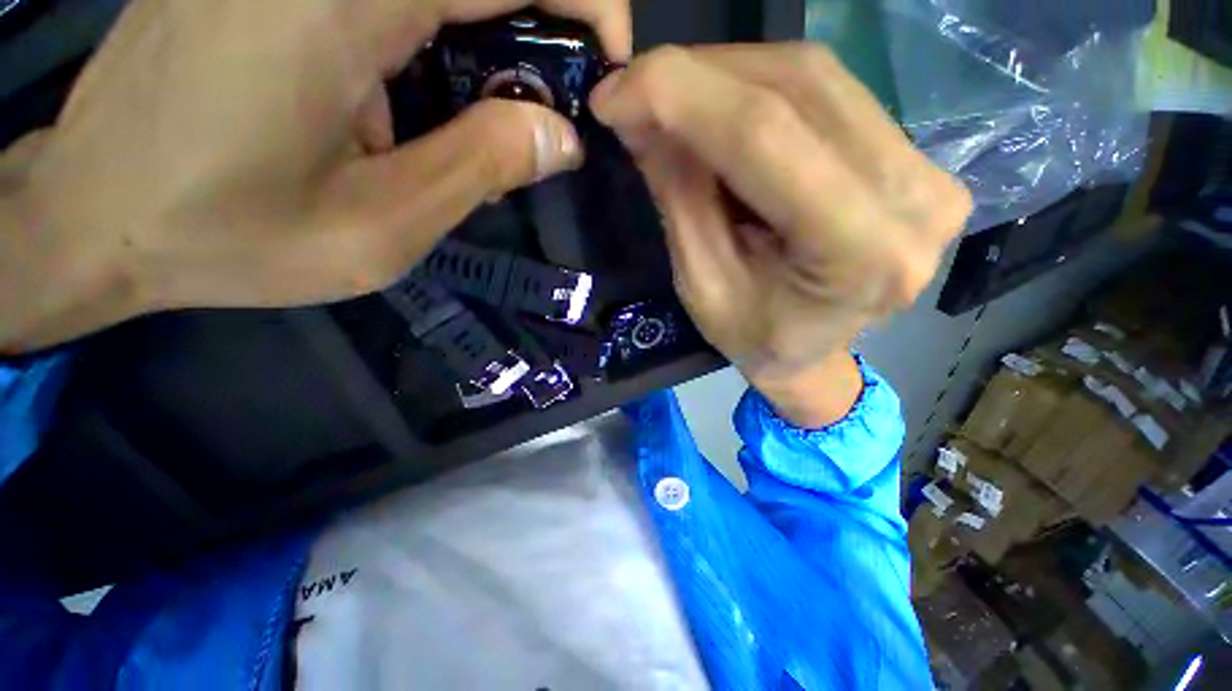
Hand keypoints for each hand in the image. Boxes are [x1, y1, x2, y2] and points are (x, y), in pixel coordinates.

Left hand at [0, 0, 629, 353]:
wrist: (95, 215)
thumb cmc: (226, 235)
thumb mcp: (379, 228)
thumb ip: (482, 169)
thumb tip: (561, 137)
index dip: (587, 2)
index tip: (608, 67)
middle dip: (540, 30)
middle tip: (549, 112)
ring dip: (487, 45)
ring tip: (483, 124)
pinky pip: (395, 0)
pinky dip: (436, 40)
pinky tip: (416, 102)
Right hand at [590, 44, 971, 426]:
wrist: (812, 356)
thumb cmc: (754, 338)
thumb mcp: (702, 283)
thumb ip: (678, 195)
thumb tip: (638, 116)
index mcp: (859, 254)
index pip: (765, 136)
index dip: (679, 96)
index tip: (613, 93)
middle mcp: (915, 199)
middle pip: (798, 87)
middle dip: (698, 77)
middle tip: (636, 91)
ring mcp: (930, 171)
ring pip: (815, 77)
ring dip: (726, 75)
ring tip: (672, 100)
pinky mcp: (918, 158)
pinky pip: (830, 94)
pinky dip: (760, 88)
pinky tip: (720, 108)